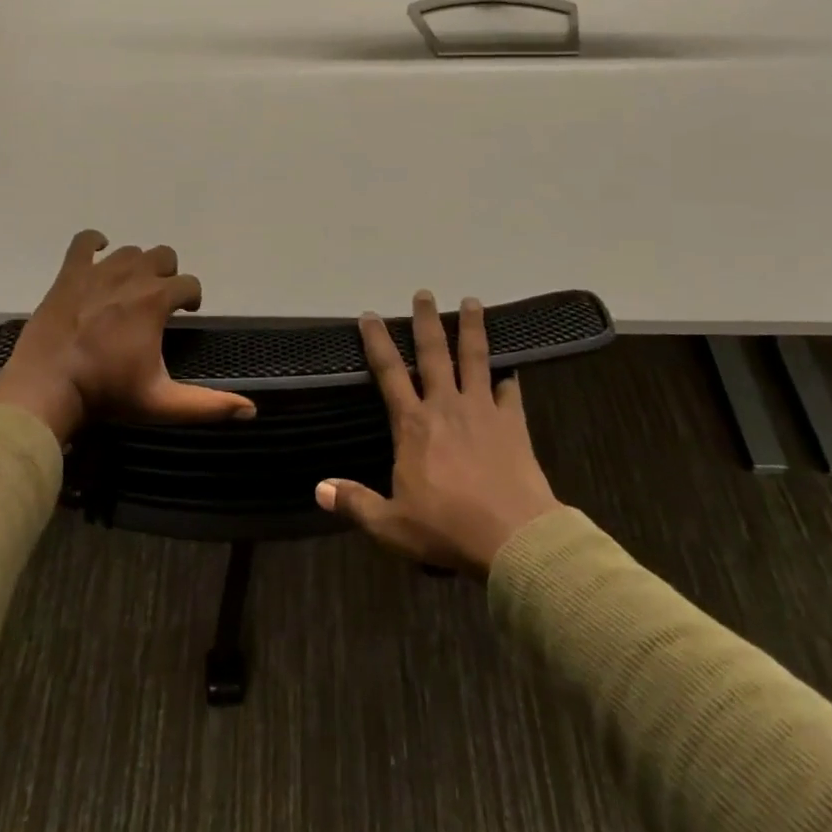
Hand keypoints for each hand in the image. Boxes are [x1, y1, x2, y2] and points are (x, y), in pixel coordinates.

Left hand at [0, 230, 255, 442]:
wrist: (46, 387)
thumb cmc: (106, 392)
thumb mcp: (161, 402)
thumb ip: (207, 405)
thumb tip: (251, 411)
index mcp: (156, 301)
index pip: (190, 284)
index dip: (192, 298)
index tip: (186, 314)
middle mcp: (132, 276)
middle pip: (164, 256)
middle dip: (168, 274)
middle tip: (159, 301)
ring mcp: (98, 272)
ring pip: (130, 250)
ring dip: (138, 264)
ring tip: (131, 288)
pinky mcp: (70, 274)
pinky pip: (84, 242)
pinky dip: (94, 242)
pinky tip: (99, 253)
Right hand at [316, 292, 560, 577]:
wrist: (513, 538)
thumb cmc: (446, 528)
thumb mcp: (391, 524)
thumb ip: (355, 502)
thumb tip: (319, 489)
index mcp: (413, 425)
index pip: (389, 372)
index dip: (377, 341)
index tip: (369, 316)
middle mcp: (446, 406)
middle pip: (434, 353)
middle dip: (426, 320)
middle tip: (424, 293)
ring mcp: (482, 411)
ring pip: (475, 359)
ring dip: (472, 329)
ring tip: (472, 302)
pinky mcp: (513, 424)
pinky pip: (510, 392)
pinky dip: (508, 378)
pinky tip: (510, 369)